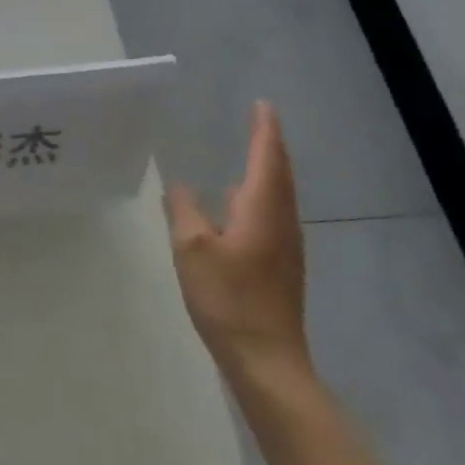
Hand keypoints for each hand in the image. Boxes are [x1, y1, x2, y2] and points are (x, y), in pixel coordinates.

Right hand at [165, 101, 313, 389]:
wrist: (267, 360)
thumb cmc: (228, 297)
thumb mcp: (192, 248)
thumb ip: (184, 211)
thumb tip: (179, 185)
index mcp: (263, 210)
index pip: (268, 157)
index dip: (265, 129)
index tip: (263, 104)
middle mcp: (282, 222)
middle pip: (280, 174)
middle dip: (269, 146)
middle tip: (256, 122)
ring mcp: (286, 247)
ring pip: (277, 196)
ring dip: (266, 171)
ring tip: (247, 155)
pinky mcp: (280, 266)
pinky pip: (271, 216)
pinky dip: (258, 196)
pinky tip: (237, 206)